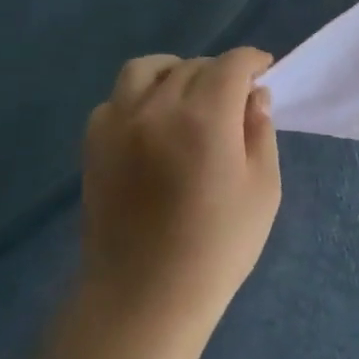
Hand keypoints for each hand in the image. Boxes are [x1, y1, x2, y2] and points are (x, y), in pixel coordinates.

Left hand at [80, 48, 280, 343]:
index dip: (253, 61)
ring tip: (189, 96)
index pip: (232, 64)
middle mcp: (157, 108)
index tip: (265, 72)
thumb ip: (260, 133)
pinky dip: (140, 97)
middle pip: (193, 66)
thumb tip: (254, 96)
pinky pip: (117, 99)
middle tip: (236, 98)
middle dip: (221, 72)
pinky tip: (154, 123)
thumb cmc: (218, 247)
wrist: (144, 298)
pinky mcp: (93, 146)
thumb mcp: (262, 189)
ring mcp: (118, 124)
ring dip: (175, 72)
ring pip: (146, 69)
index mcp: (205, 117)